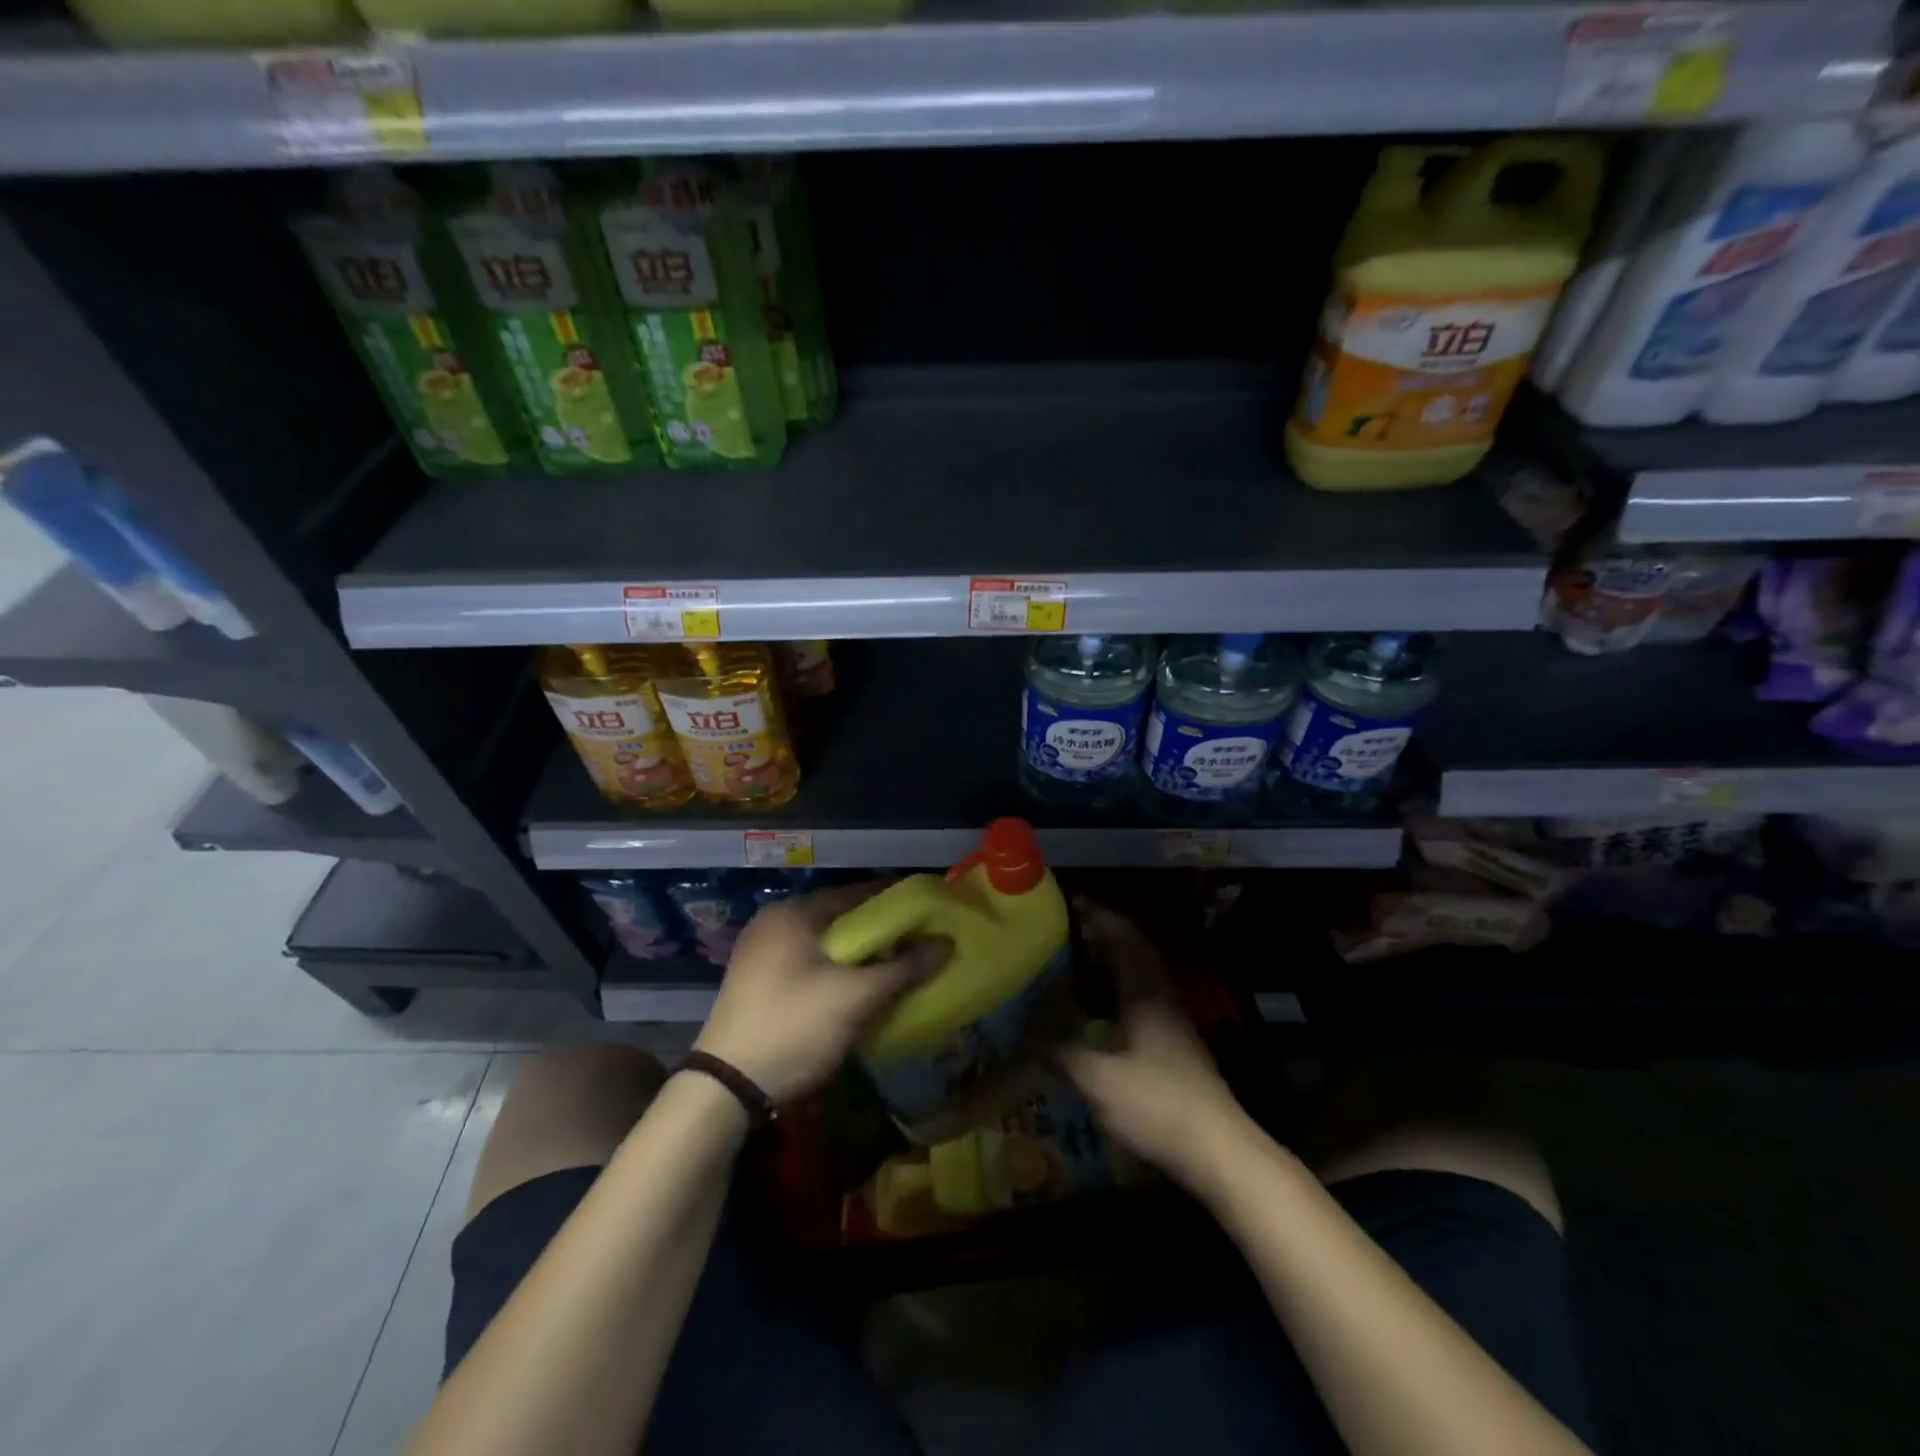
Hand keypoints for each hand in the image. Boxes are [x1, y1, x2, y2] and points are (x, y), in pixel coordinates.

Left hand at [695, 884, 947, 1103]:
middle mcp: (774, 925)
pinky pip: (811, 966)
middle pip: (841, 920)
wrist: (726, 1090)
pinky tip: (863, 991)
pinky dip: (838, 973)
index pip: (856, 894)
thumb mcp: (856, 997)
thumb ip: (904, 967)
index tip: (930, 914)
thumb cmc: (794, 1026)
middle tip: (921, 945)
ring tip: (900, 969)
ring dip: (861, 957)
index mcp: (792, 913)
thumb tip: (946, 943)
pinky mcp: (760, 985)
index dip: (896, 903)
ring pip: (826, 946)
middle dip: (881, 934)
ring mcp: (762, 956)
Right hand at [1059, 900, 1248, 1193]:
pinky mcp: (1175, 1045)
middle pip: (1135, 951)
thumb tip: (1025, 1030)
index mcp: (1145, 992)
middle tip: (1067, 929)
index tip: (1070, 901)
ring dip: (1112, 962)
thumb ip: (1060, 1051)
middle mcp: (1162, 997)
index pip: (1122, 938)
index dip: (1098, 916)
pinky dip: (1118, 991)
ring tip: (1076, 962)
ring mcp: (1173, 1022)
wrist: (1219, 1150)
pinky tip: (1098, 1009)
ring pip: (1140, 976)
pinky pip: (1142, 999)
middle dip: (1103, 934)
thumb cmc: (1157, 1104)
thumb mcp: (1098, 1078)